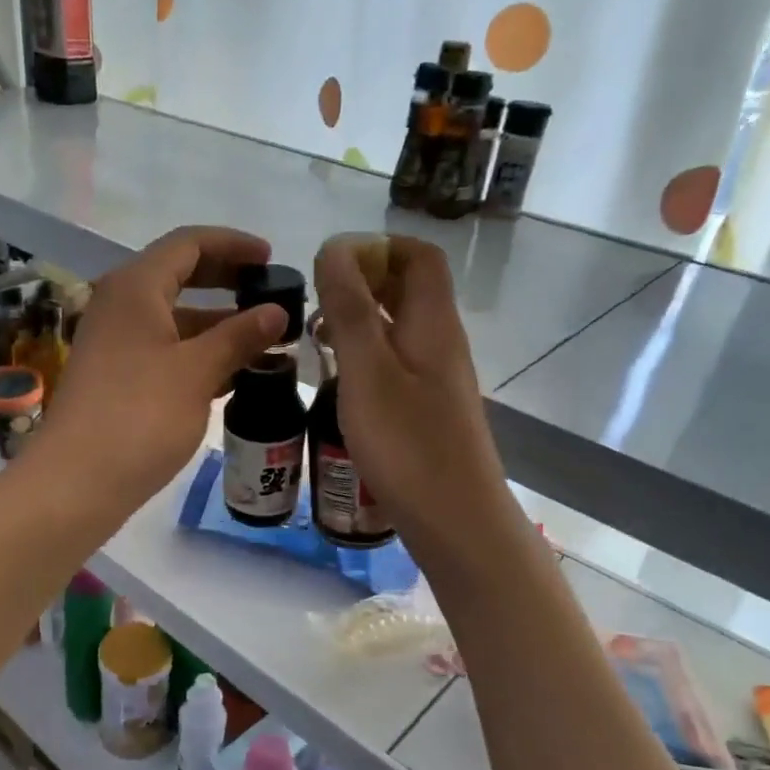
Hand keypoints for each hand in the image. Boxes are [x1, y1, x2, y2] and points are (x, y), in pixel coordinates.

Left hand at [26, 226, 284, 516]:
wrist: (78, 481)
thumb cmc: (141, 416)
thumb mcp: (197, 372)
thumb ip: (239, 336)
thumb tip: (277, 311)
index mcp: (135, 287)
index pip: (189, 243)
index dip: (233, 245)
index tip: (271, 259)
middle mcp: (120, 305)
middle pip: (179, 276)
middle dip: (226, 282)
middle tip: (269, 296)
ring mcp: (115, 343)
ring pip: (173, 318)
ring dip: (216, 324)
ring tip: (263, 340)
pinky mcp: (116, 377)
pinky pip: (164, 349)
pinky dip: (197, 353)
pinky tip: (231, 374)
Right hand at [314, 234, 518, 567]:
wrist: (455, 520)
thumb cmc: (408, 445)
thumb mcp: (368, 372)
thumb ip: (350, 310)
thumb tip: (335, 248)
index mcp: (432, 323)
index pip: (418, 256)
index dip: (377, 248)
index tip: (331, 266)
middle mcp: (441, 343)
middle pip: (408, 290)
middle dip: (361, 284)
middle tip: (315, 303)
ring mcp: (436, 380)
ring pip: (398, 330)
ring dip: (360, 323)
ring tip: (316, 340)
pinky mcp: (427, 411)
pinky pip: (396, 365)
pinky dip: (366, 359)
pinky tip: (338, 384)